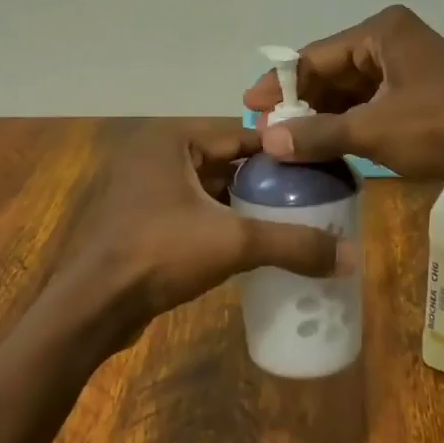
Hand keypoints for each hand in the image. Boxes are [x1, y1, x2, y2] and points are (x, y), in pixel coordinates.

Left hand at [55, 120, 354, 354]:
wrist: (90, 307)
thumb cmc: (158, 253)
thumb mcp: (234, 242)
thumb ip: (293, 243)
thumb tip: (353, 257)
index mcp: (172, 139)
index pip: (243, 134)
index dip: (284, 152)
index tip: (321, 168)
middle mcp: (154, 154)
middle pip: (227, 161)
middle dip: (266, 181)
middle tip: (311, 198)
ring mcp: (141, 188)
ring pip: (208, 189)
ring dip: (243, 205)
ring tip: (289, 221)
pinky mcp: (138, 221)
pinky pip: (190, 212)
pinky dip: (218, 223)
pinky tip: (249, 244)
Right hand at [242, 5, 443, 188]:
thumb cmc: (443, 128)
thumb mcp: (374, 131)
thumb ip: (318, 133)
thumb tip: (268, 141)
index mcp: (381, 32)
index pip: (315, 56)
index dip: (280, 85)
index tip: (249, 109)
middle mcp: (391, 41)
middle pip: (331, 71)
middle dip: (301, 103)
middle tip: (267, 131)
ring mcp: (407, 68)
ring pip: (350, 91)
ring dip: (323, 116)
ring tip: (288, 143)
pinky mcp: (417, 94)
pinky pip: (370, 105)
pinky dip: (348, 124)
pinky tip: (325, 147)